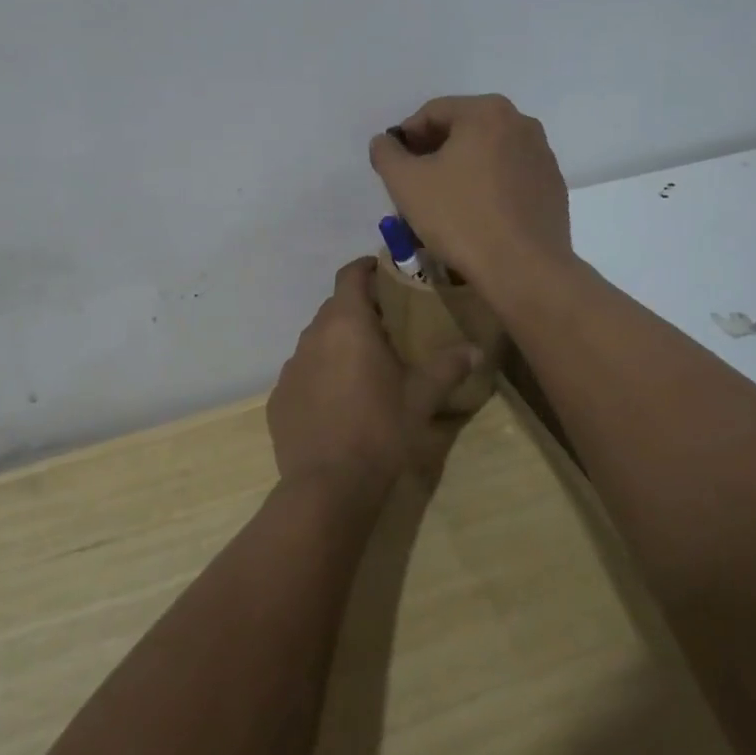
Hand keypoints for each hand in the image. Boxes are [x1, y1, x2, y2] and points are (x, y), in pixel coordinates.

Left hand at [267, 260, 478, 504]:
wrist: (328, 486)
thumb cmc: (380, 430)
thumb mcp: (422, 397)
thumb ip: (448, 366)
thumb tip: (476, 349)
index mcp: (347, 323)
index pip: (350, 275)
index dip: (366, 268)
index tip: (385, 272)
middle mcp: (313, 335)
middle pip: (335, 308)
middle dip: (359, 311)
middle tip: (388, 327)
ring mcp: (291, 367)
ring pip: (318, 341)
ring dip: (339, 344)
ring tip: (365, 367)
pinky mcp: (279, 397)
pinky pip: (303, 373)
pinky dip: (320, 376)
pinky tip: (338, 404)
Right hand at [368, 95, 574, 295]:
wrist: (524, 269)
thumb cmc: (460, 218)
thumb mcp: (406, 183)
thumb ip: (386, 153)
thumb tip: (385, 142)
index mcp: (487, 112)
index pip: (433, 113)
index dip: (406, 137)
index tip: (394, 166)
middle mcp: (521, 123)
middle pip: (463, 130)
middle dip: (434, 153)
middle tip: (413, 184)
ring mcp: (542, 155)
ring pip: (487, 154)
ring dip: (461, 169)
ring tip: (442, 203)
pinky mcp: (552, 187)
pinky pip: (509, 176)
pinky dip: (488, 186)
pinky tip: (475, 216)